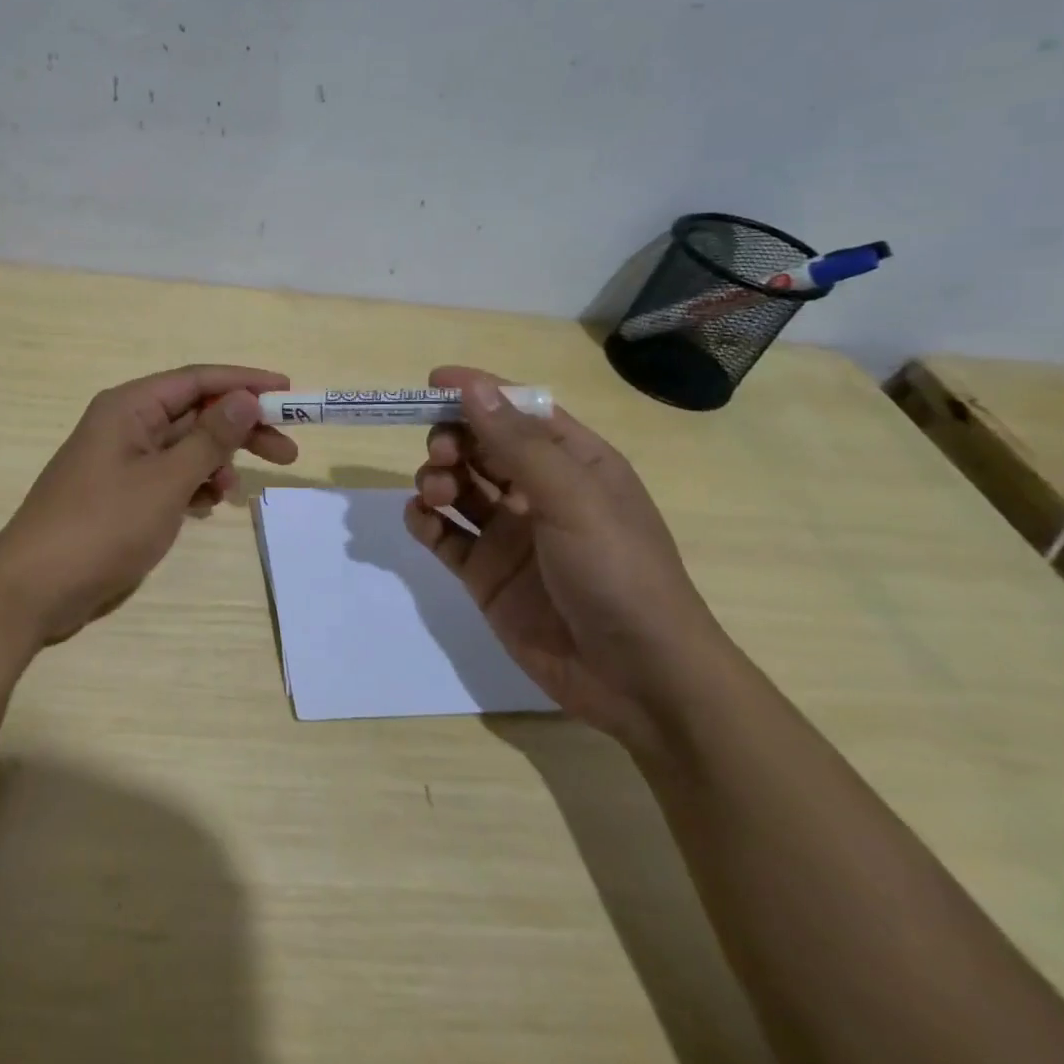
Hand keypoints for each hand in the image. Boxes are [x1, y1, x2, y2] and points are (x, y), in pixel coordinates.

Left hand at [0, 364, 298, 645]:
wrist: (35, 588)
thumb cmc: (102, 526)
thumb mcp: (165, 480)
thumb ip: (209, 438)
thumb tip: (245, 398)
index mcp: (129, 407)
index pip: (197, 380)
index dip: (245, 383)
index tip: (289, 393)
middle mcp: (125, 424)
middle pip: (194, 414)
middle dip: (239, 430)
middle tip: (287, 453)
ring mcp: (121, 461)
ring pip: (183, 448)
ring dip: (216, 462)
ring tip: (236, 493)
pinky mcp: (120, 494)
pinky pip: (168, 476)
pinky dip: (193, 486)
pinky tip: (208, 506)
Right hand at [405, 365, 731, 745]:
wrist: (640, 681)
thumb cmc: (619, 573)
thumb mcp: (573, 498)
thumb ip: (517, 443)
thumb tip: (471, 387)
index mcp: (574, 463)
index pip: (519, 411)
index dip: (479, 392)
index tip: (431, 382)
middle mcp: (538, 491)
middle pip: (480, 446)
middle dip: (452, 440)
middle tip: (442, 455)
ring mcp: (509, 534)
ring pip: (457, 486)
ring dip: (436, 478)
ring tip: (435, 495)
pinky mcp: (485, 573)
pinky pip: (443, 534)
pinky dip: (425, 521)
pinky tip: (423, 520)